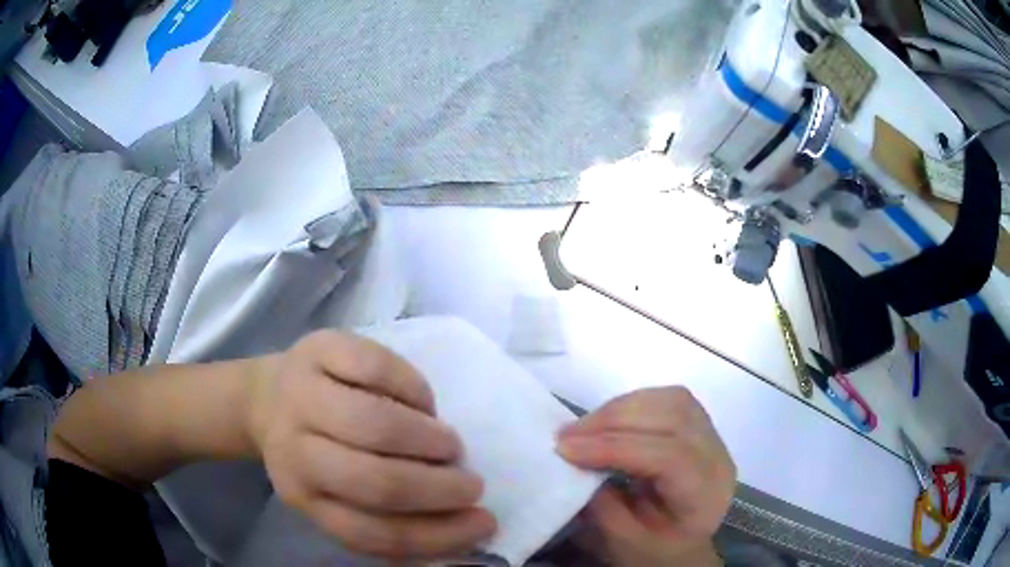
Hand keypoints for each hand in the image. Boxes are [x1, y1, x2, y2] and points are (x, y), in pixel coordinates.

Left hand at [247, 330, 495, 558]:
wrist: (267, 397)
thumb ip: (385, 518)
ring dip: (427, 440)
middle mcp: (294, 450)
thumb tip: (459, 529)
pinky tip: (423, 404)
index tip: (482, 524)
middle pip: (374, 481)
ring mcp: (302, 394)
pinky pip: (375, 368)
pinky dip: (413, 389)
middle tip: (471, 485)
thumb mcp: (335, 496)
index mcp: (303, 496)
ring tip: (449, 446)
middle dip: (436, 489)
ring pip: (374, 424)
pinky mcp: (318, 348)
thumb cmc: (315, 453)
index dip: (435, 535)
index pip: (370, 532)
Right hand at [556, 387, 734, 565]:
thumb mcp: (624, 543)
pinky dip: (633, 404)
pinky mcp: (701, 426)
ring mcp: (713, 437)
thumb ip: (602, 505)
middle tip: (567, 434)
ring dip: (621, 408)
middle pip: (674, 418)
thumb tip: (577, 461)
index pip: (669, 457)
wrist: (683, 546)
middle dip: (614, 420)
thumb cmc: (654, 551)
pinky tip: (608, 420)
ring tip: (583, 427)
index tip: (566, 448)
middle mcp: (718, 458)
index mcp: (706, 495)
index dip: (615, 447)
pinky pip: (669, 400)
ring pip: (672, 401)